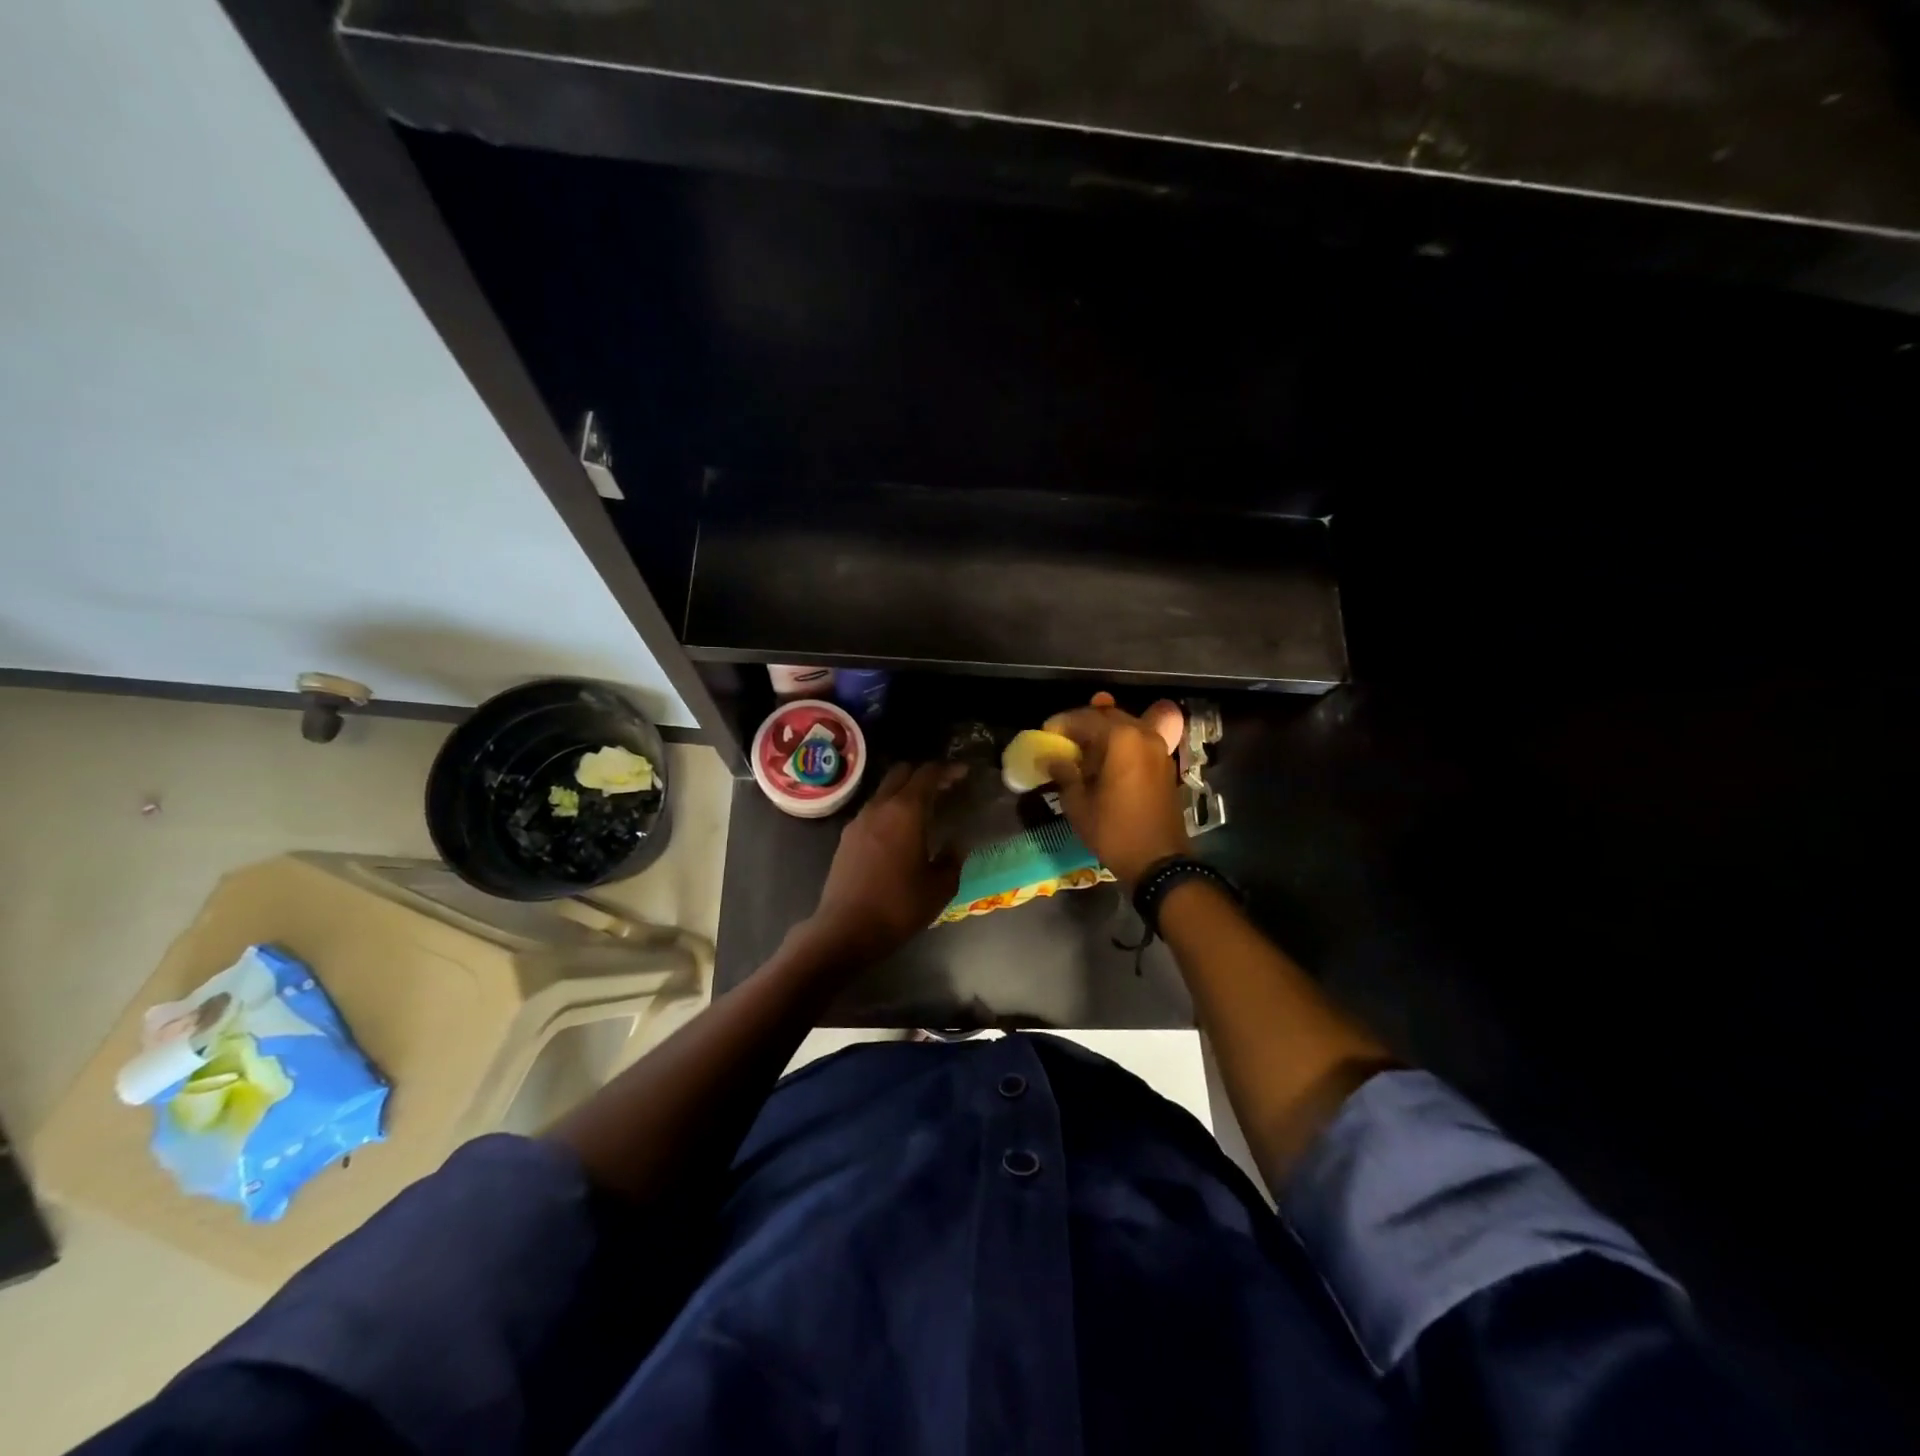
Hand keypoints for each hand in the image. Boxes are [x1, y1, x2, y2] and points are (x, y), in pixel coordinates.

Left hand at [802, 762, 963, 962]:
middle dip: (924, 774)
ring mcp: (858, 821)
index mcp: (906, 811)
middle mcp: (879, 807)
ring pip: (884, 791)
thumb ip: (952, 861)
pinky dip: (889, 811)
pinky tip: (899, 834)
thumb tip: (955, 846)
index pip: (928, 773)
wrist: (845, 930)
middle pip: (901, 773)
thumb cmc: (898, 907)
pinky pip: (872, 811)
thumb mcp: (939, 888)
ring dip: (904, 792)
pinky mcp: (845, 838)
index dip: (948, 769)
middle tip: (944, 788)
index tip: (963, 774)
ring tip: (924, 812)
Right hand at [1042, 692, 1189, 889]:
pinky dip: (1120, 742)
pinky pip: (1138, 740)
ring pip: (1126, 725)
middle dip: (1083, 723)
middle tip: (1062, 739)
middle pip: (1108, 716)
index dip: (1062, 723)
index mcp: (1121, 739)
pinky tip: (1105, 758)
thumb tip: (1052, 758)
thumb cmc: (1114, 831)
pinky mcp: (1164, 764)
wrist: (1159, 861)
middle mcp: (1143, 734)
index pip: (1085, 718)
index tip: (1046, 733)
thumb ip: (1064, 773)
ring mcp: (1159, 748)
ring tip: (1082, 746)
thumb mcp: (1078, 804)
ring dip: (1103, 731)